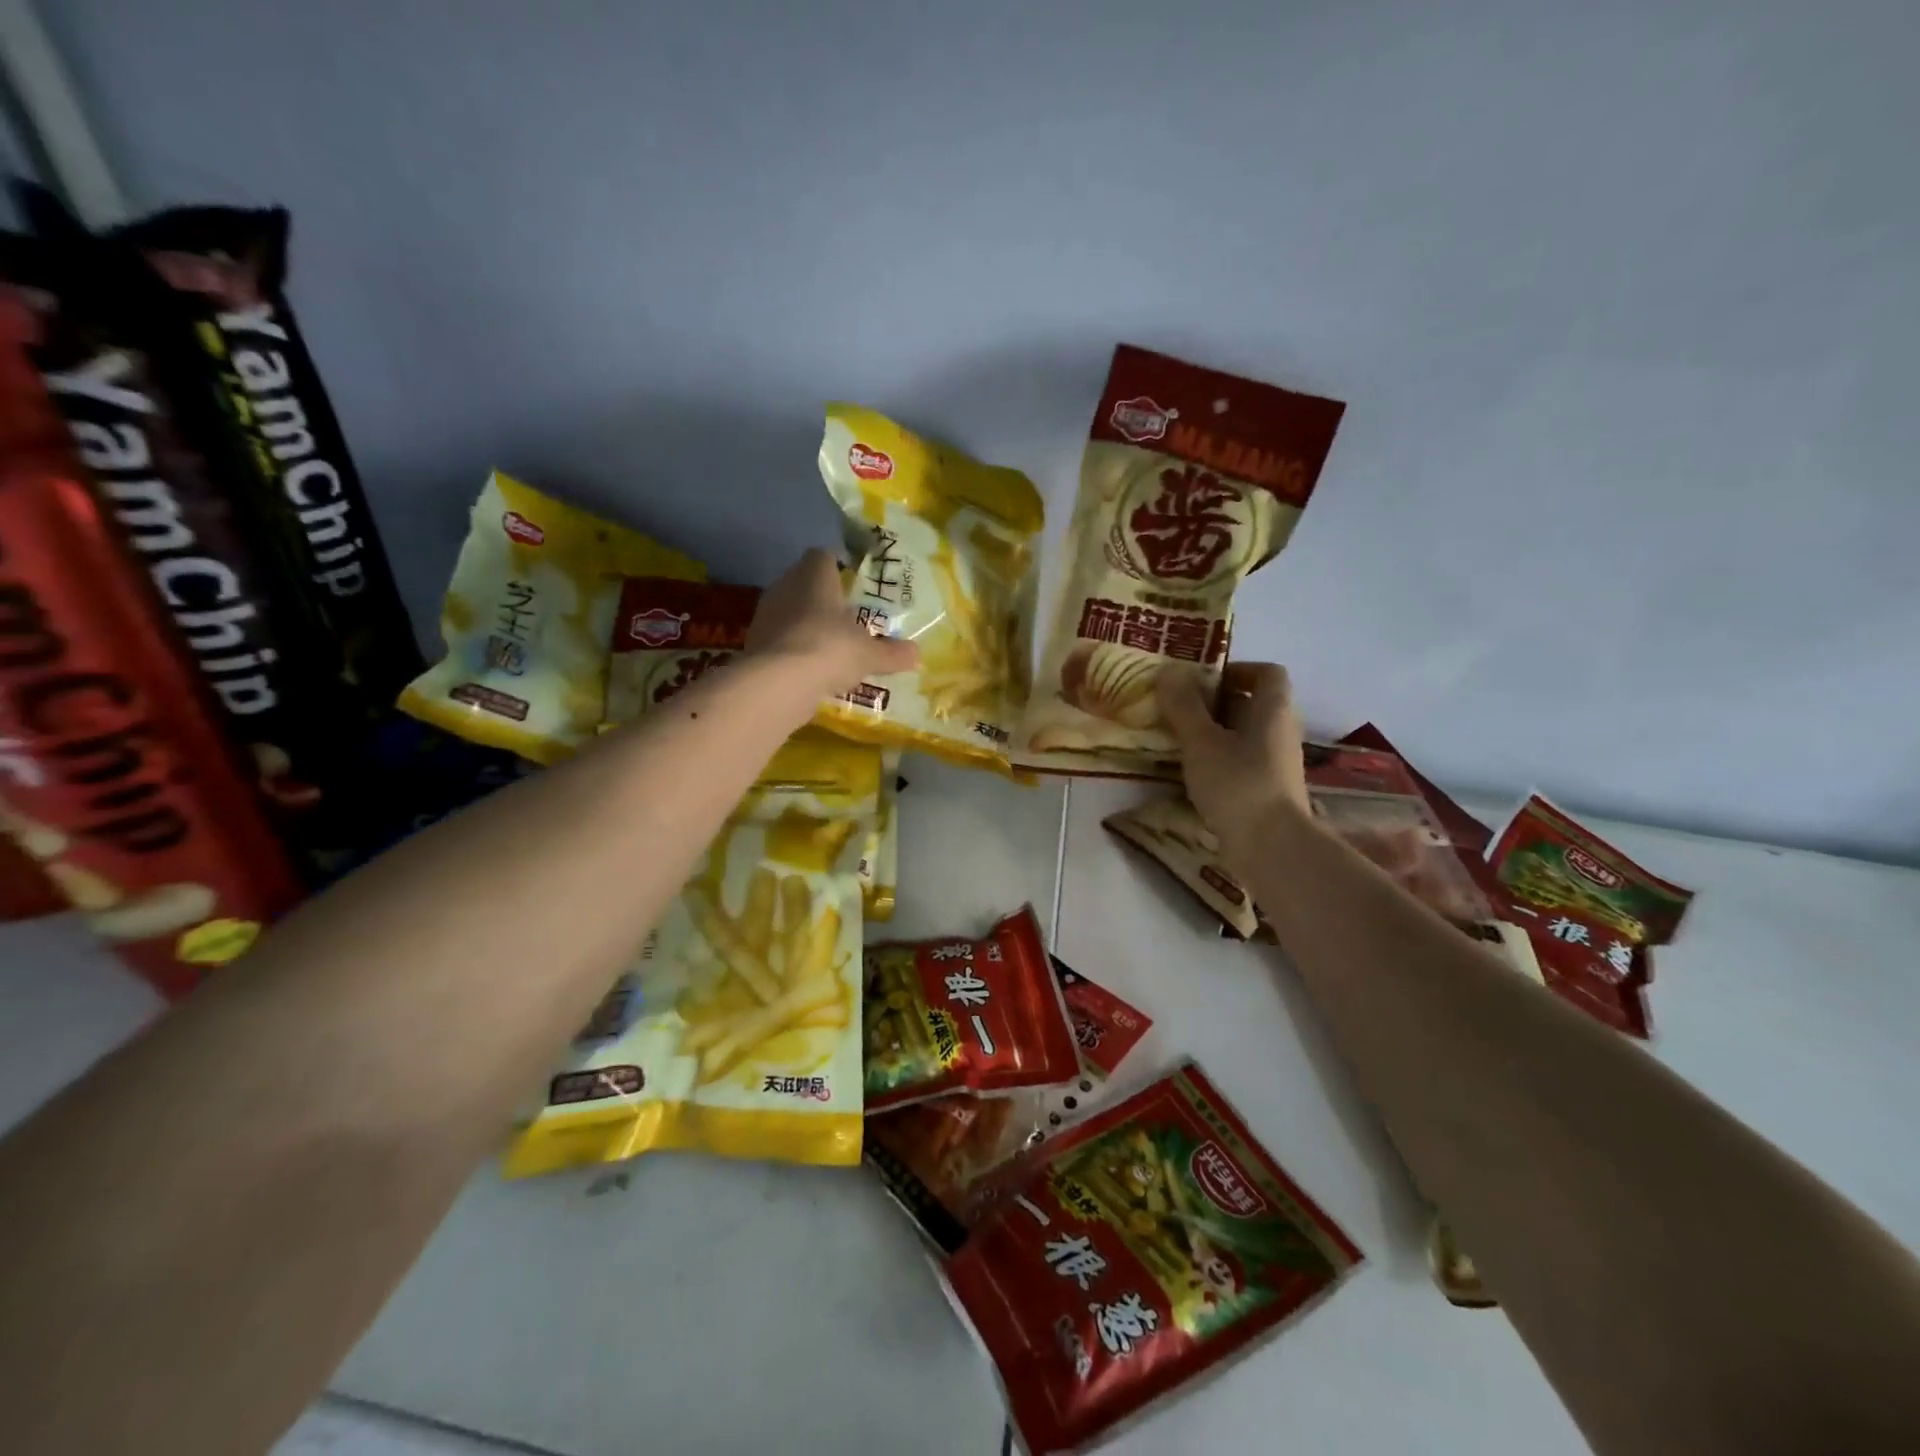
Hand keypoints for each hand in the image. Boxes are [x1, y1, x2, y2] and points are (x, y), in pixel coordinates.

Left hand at [748, 548, 918, 697]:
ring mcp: (765, 615)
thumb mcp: (870, 654)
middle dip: (821, 598)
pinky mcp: (754, 643)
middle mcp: (785, 587)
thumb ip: (893, 653)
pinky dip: (792, 649)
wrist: (780, 682)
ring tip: (827, 645)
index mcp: (814, 576)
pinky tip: (808, 668)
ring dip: (804, 624)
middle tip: (844, 617)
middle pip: (803, 582)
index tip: (851, 583)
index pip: (822, 555)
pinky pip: (778, 638)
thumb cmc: (831, 649)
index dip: (836, 565)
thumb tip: (918, 655)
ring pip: (788, 610)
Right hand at [1157, 662, 1310, 869]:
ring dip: (1214, 732)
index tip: (1202, 680)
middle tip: (1178, 707)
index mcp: (1273, 708)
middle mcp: (1281, 730)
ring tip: (1178, 739)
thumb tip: (1169, 670)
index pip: (1267, 672)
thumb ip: (1183, 705)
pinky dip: (1220, 759)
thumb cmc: (1237, 783)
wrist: (1271, 847)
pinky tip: (1193, 772)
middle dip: (1215, 702)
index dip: (1236, 669)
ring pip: (1245, 734)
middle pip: (1252, 702)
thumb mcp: (1201, 741)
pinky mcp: (1269, 789)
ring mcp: (1278, 762)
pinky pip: (1243, 761)